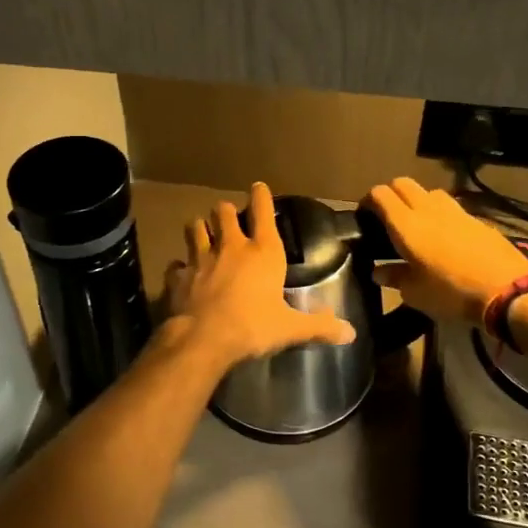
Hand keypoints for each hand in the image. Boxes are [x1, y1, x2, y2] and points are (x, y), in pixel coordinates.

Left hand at [165, 183, 355, 370]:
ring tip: (203, 233)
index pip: (263, 212)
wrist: (203, 340)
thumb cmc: (253, 327)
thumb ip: (319, 326)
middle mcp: (231, 246)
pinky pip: (177, 263)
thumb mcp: (290, 328)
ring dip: (200, 228)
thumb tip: (350, 333)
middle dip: (226, 211)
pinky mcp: (179, 275)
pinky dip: (180, 266)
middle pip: (224, 212)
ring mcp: (201, 258)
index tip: (258, 187)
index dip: (261, 196)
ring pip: (196, 227)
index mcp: (263, 252)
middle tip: (228, 217)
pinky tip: (182, 271)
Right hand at [366, 177, 527, 324]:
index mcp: (406, 225)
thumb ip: (395, 277)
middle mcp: (427, 209)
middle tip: (387, 216)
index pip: (380, 194)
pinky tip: (445, 234)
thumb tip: (379, 271)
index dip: (368, 200)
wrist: (507, 290)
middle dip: (391, 194)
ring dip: (417, 200)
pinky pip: (451, 206)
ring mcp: (455, 210)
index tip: (365, 217)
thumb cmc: (452, 293)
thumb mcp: (416, 293)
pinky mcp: (476, 218)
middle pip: (402, 183)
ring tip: (417, 222)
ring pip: (428, 191)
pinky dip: (440, 212)